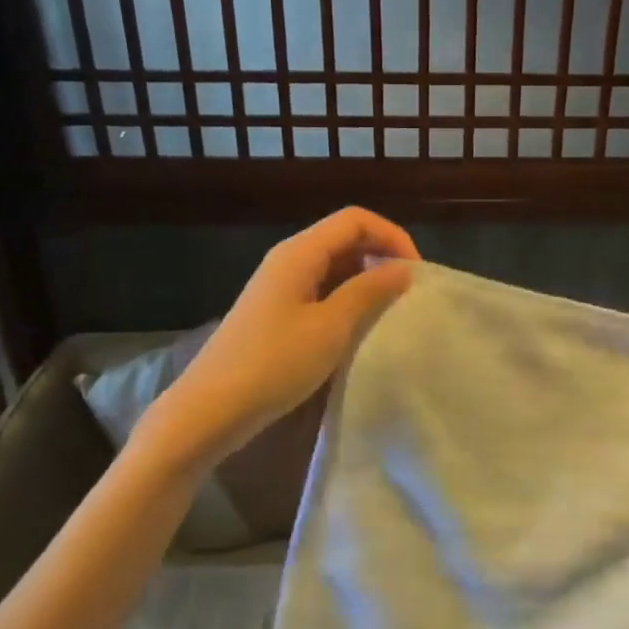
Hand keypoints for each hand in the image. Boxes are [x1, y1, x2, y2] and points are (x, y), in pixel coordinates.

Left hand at [149, 207, 418, 457]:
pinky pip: (321, 290)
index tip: (416, 274)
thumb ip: (369, 292)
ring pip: (334, 266)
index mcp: (300, 252)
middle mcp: (289, 259)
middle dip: (381, 256)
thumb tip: (402, 269)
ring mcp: (280, 286)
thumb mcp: (331, 327)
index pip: (356, 220)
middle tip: (409, 293)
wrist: (211, 409)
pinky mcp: (277, 312)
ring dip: (366, 280)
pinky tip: (360, 327)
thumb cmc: (274, 364)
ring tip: (391, 310)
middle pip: (344, 238)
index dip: (392, 237)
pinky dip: (347, 299)